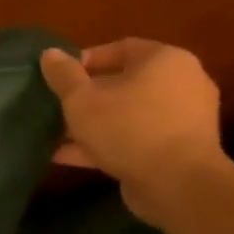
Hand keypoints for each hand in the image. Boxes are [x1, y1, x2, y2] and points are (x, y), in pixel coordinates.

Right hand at [39, 40, 229, 225]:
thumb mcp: (81, 99)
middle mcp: (182, 84)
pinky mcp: (179, 149)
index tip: (59, 76)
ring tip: (57, 133)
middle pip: (125, 82)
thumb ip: (63, 74)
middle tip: (58, 105)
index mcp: (165, 61)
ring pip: (128, 113)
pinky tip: (68, 155)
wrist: (178, 184)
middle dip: (87, 95)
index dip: (85, 59)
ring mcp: (183, 119)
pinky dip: (106, 143)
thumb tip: (49, 53)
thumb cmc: (128, 127)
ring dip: (94, 123)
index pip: (121, 48)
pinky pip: (136, 138)